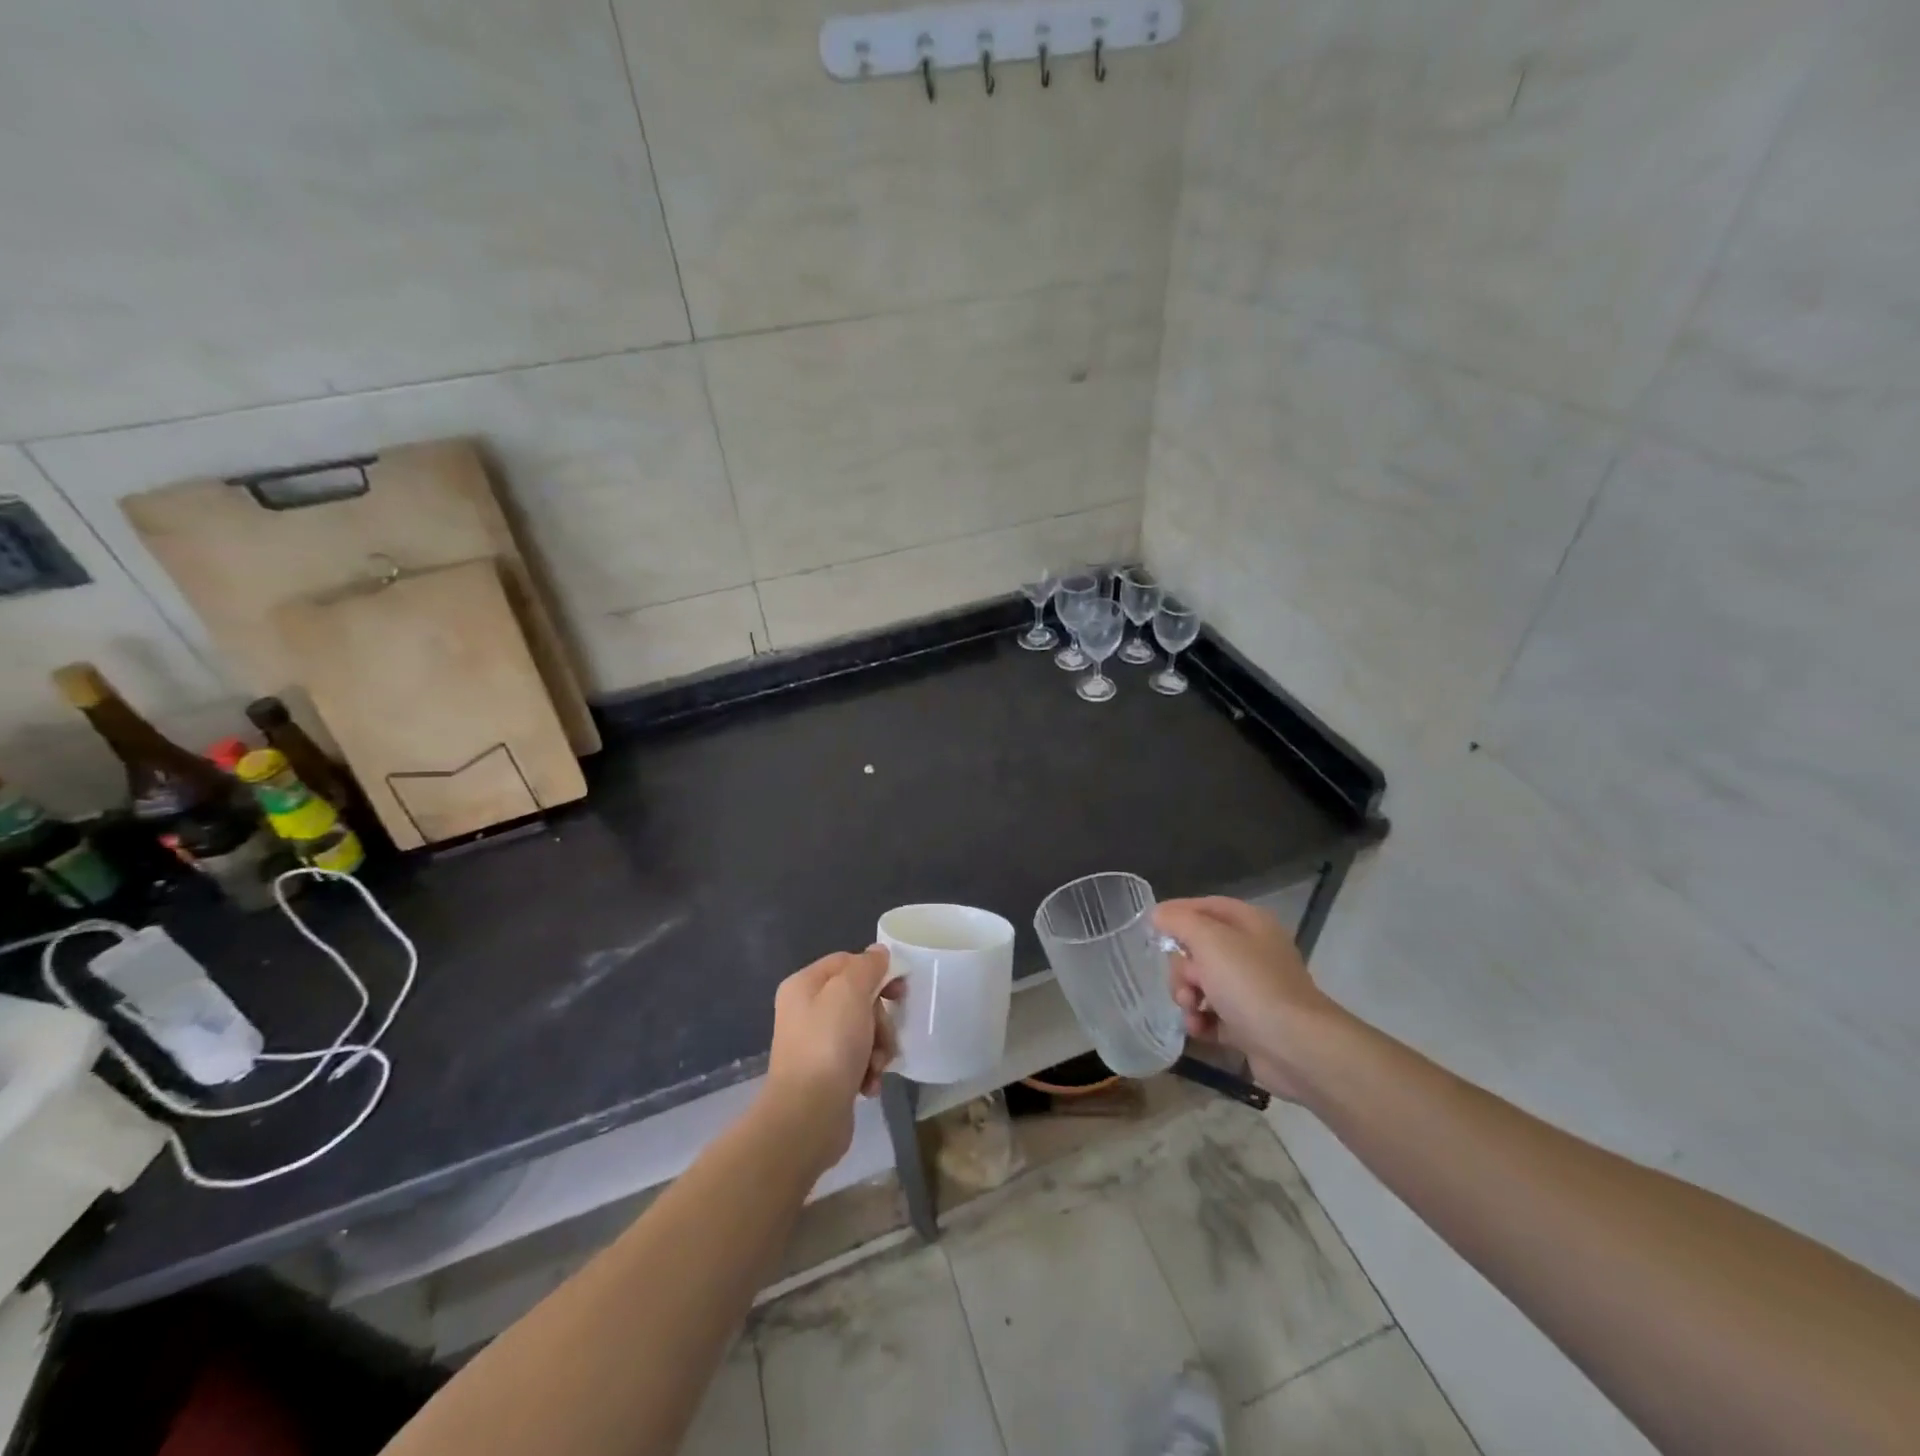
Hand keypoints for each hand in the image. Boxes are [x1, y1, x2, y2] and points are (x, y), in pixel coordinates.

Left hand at [763, 947, 902, 1167]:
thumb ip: (867, 966)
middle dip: (879, 1019)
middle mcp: (805, 1011)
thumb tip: (877, 953)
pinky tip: (868, 1085)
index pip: (847, 962)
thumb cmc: (829, 1045)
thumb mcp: (850, 992)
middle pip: (858, 998)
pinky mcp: (826, 1075)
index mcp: (804, 985)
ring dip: (878, 1047)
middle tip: (883, 1035)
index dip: (876, 972)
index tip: (899, 989)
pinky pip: (857, 1060)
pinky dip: (868, 1071)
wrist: (807, 1117)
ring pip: (863, 1031)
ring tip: (876, 1066)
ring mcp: (815, 1044)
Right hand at [1155, 897, 1342, 1102]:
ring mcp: (1251, 989)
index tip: (1152, 928)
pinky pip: (1211, 1014)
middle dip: (1182, 968)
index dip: (1178, 913)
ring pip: (1201, 983)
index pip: (1206, 907)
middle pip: (1198, 949)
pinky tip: (1198, 1029)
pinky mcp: (1248, 1023)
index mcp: (1249, 924)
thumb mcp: (1209, 940)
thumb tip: (1158, 914)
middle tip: (1186, 984)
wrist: (1295, 1047)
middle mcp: (1252, 952)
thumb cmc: (1250, 984)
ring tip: (1191, 1011)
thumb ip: (1179, 921)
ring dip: (1186, 996)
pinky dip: (1200, 1020)